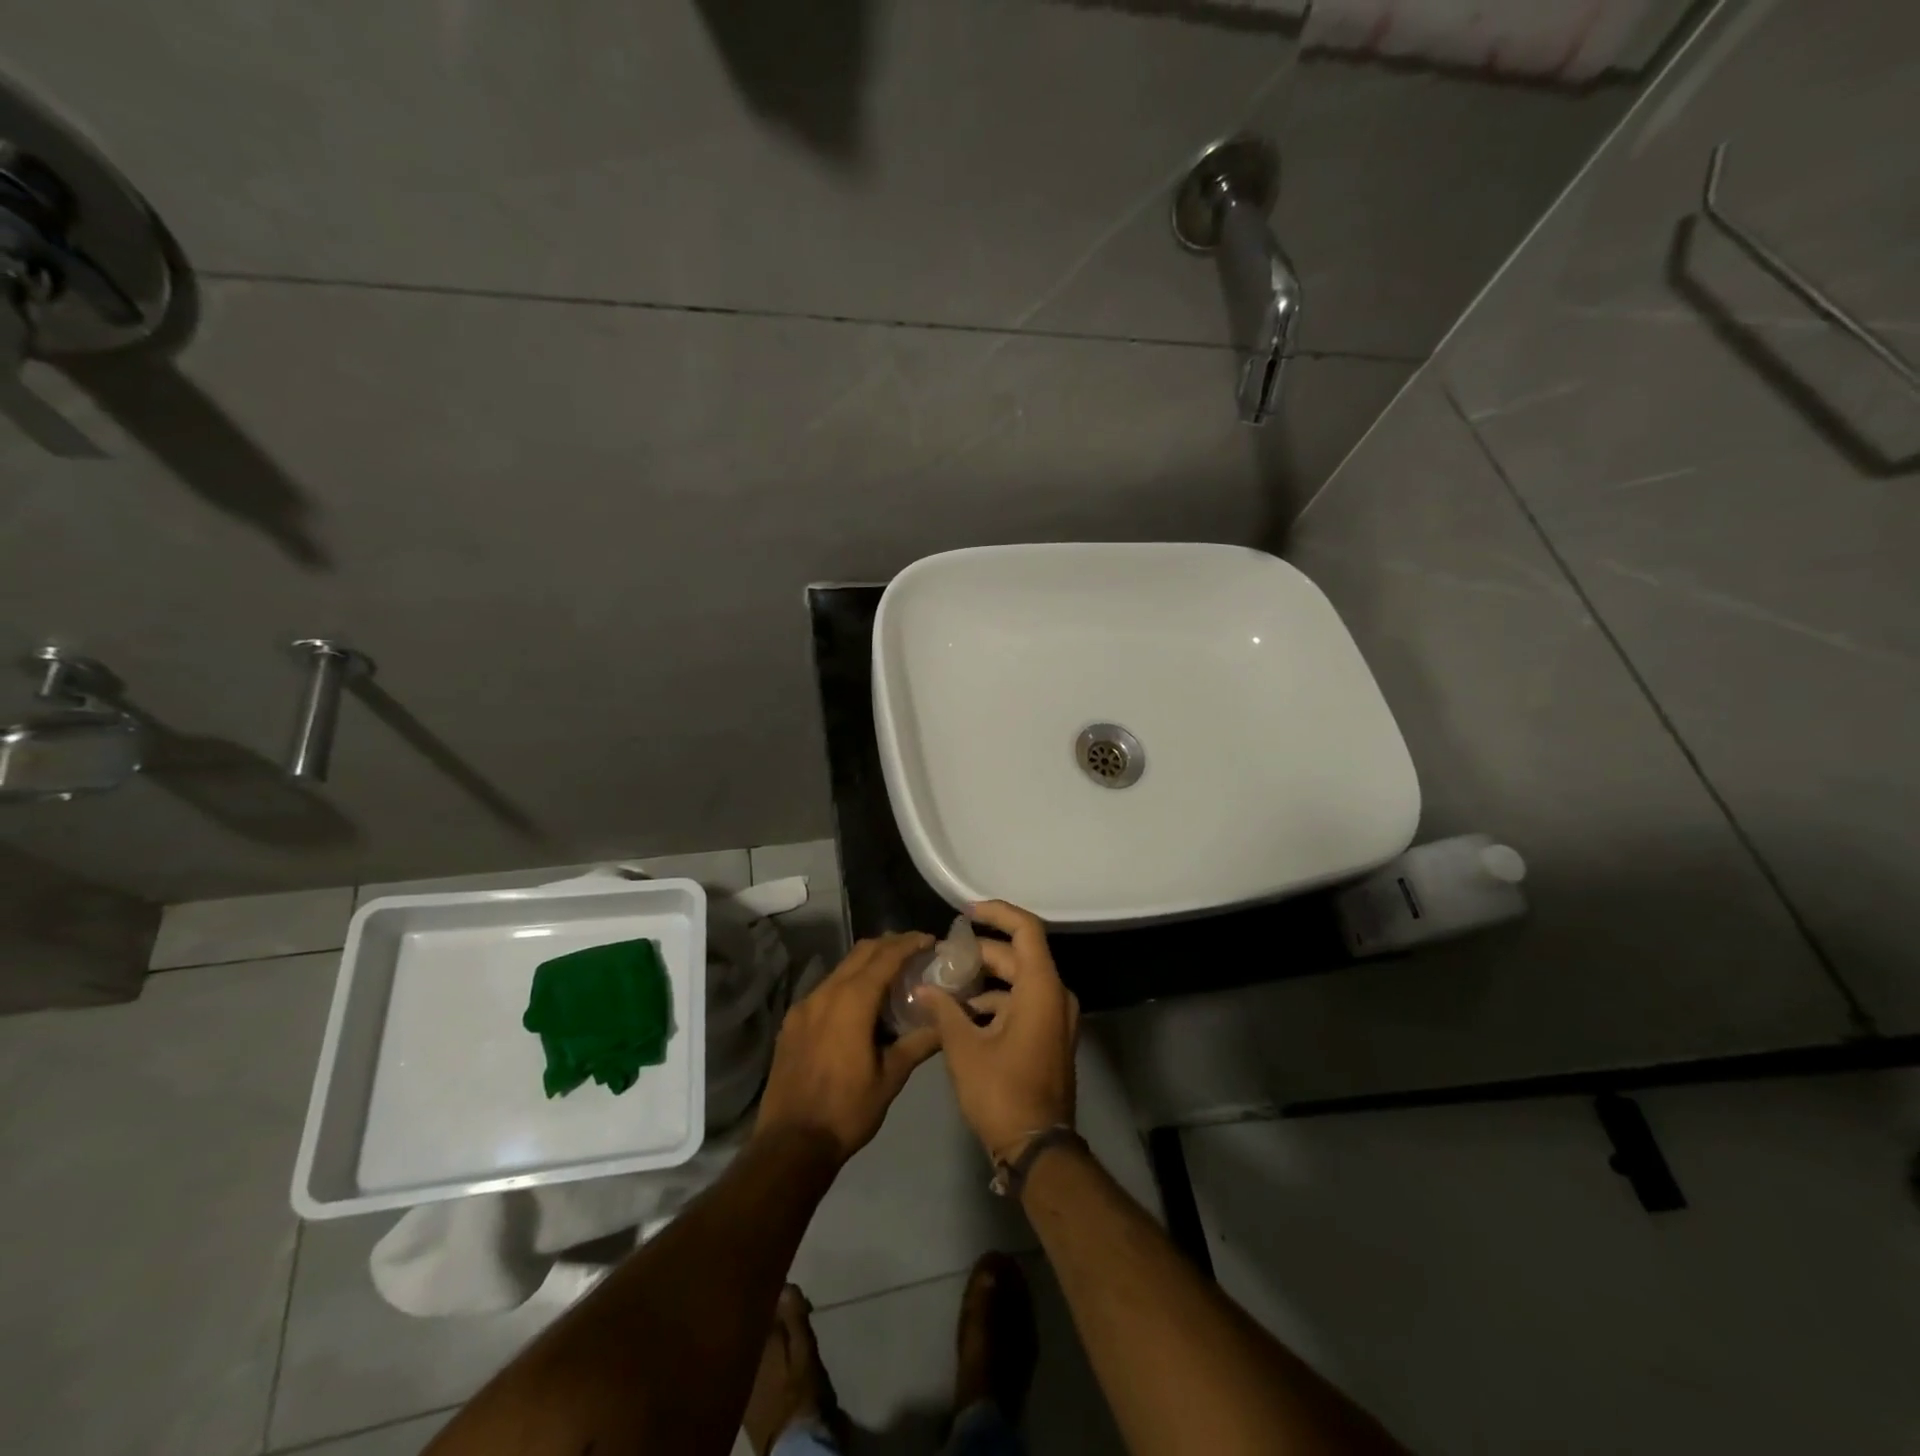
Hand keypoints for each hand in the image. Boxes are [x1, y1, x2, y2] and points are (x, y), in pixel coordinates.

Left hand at [755, 933, 941, 1163]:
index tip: (929, 940)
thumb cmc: (847, 1110)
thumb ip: (919, 1043)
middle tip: (914, 951)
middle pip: (861, 953)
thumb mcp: (891, 1077)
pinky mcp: (792, 1022)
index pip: (885, 957)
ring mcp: (804, 1006)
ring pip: (841, 969)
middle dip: (889, 945)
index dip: (909, 943)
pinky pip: (825, 989)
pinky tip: (859, 1005)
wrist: (790, 1144)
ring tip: (891, 976)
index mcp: (852, 1001)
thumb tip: (946, 1023)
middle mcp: (825, 993)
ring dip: (867, 964)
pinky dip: (848, 984)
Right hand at [920, 901, 1078, 1158]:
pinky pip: (1023, 1003)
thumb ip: (944, 1010)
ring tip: (946, 984)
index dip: (997, 913)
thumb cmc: (1001, 1092)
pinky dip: (995, 1002)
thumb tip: (923, 989)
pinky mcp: (1049, 1036)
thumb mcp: (964, 1048)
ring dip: (985, 979)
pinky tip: (962, 1014)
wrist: (1036, 1149)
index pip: (1026, 929)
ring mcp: (1056, 1018)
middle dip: (980, 952)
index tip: (965, 913)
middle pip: (1018, 955)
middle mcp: (1055, 995)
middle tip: (942, 957)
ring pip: (1019, 980)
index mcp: (1041, 988)